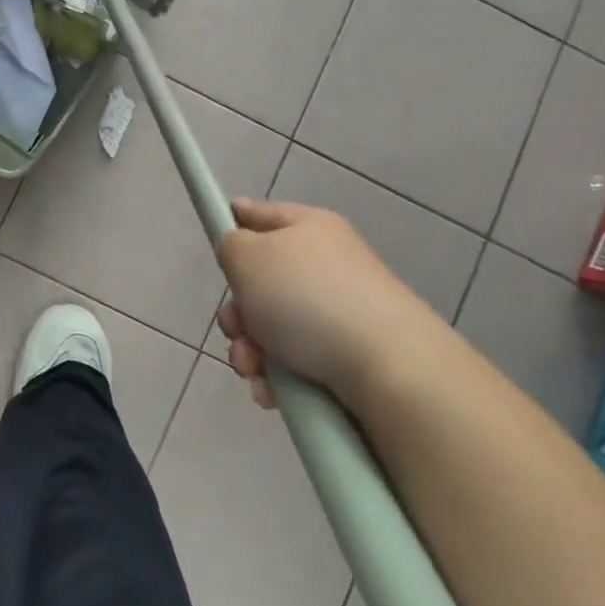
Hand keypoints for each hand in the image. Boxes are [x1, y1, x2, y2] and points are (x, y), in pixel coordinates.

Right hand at [215, 198, 435, 408]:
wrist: (387, 366)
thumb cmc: (307, 297)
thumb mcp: (249, 256)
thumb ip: (230, 245)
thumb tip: (240, 250)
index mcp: (309, 228)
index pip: (264, 214)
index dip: (237, 220)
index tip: (217, 235)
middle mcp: (326, 266)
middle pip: (261, 282)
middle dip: (238, 311)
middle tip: (236, 328)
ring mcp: (339, 313)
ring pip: (272, 328)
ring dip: (250, 349)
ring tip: (254, 368)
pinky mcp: (348, 356)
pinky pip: (295, 362)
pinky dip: (276, 376)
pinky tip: (272, 391)